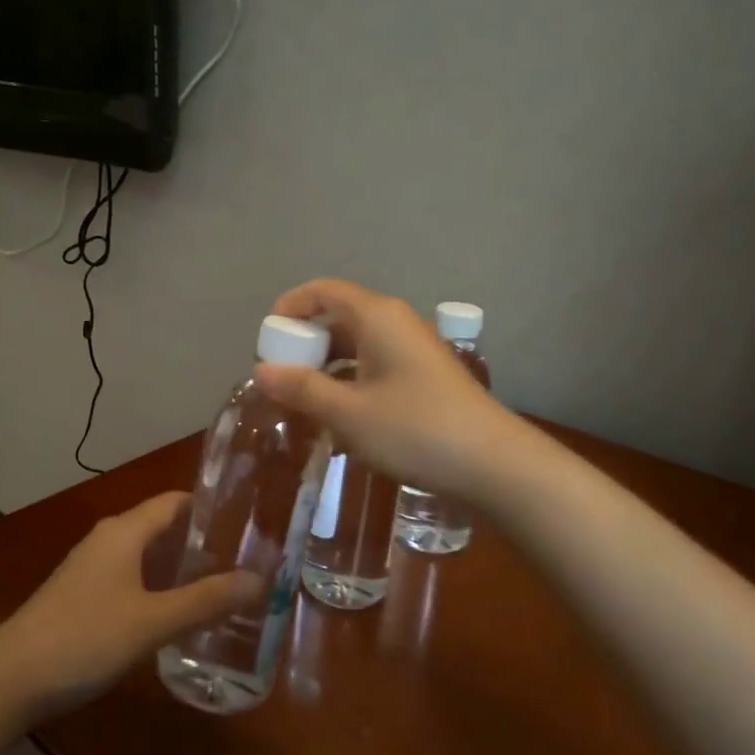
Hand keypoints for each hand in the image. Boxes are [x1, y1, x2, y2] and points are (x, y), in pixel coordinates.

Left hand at [0, 493, 260, 721]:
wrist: (7, 680)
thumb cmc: (84, 638)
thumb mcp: (152, 622)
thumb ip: (204, 601)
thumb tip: (258, 580)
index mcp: (124, 532)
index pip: (174, 501)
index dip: (210, 507)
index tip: (248, 522)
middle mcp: (107, 540)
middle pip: (162, 526)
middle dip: (200, 541)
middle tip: (244, 560)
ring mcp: (90, 568)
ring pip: (145, 555)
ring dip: (178, 567)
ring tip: (220, 586)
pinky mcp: (80, 596)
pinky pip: (130, 578)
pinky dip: (157, 586)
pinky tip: (175, 613)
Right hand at [255, 278, 529, 501]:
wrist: (493, 464)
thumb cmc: (415, 430)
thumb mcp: (348, 412)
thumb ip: (302, 389)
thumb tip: (261, 371)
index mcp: (377, 316)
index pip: (324, 290)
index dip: (291, 307)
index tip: (267, 338)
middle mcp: (396, 323)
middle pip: (340, 317)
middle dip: (306, 344)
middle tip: (280, 378)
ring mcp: (414, 350)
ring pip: (358, 346)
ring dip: (328, 368)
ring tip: (304, 403)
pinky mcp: (425, 377)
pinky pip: (376, 366)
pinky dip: (351, 382)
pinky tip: (341, 418)